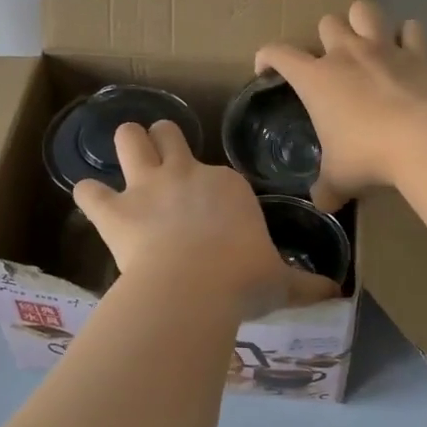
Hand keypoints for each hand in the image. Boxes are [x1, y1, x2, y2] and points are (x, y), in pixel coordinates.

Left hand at [73, 121, 339, 320]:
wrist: (194, 287)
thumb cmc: (243, 279)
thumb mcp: (279, 281)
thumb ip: (305, 284)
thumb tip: (337, 292)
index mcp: (226, 185)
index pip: (217, 172)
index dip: (210, 187)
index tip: (212, 208)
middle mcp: (186, 173)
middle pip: (168, 134)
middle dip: (162, 140)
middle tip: (162, 158)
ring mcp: (147, 187)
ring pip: (128, 139)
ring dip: (127, 146)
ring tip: (128, 159)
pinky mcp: (114, 210)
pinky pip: (89, 190)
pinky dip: (90, 196)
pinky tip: (93, 203)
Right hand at [254, 1, 426, 210]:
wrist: (421, 139)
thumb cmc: (367, 155)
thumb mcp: (338, 178)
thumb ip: (326, 188)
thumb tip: (322, 202)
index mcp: (316, 78)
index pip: (278, 53)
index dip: (266, 56)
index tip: (266, 70)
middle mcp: (345, 53)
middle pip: (326, 22)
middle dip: (325, 37)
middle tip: (331, 61)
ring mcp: (383, 48)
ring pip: (364, 10)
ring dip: (362, 20)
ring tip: (365, 39)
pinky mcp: (417, 53)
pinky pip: (411, 29)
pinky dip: (408, 36)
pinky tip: (407, 50)